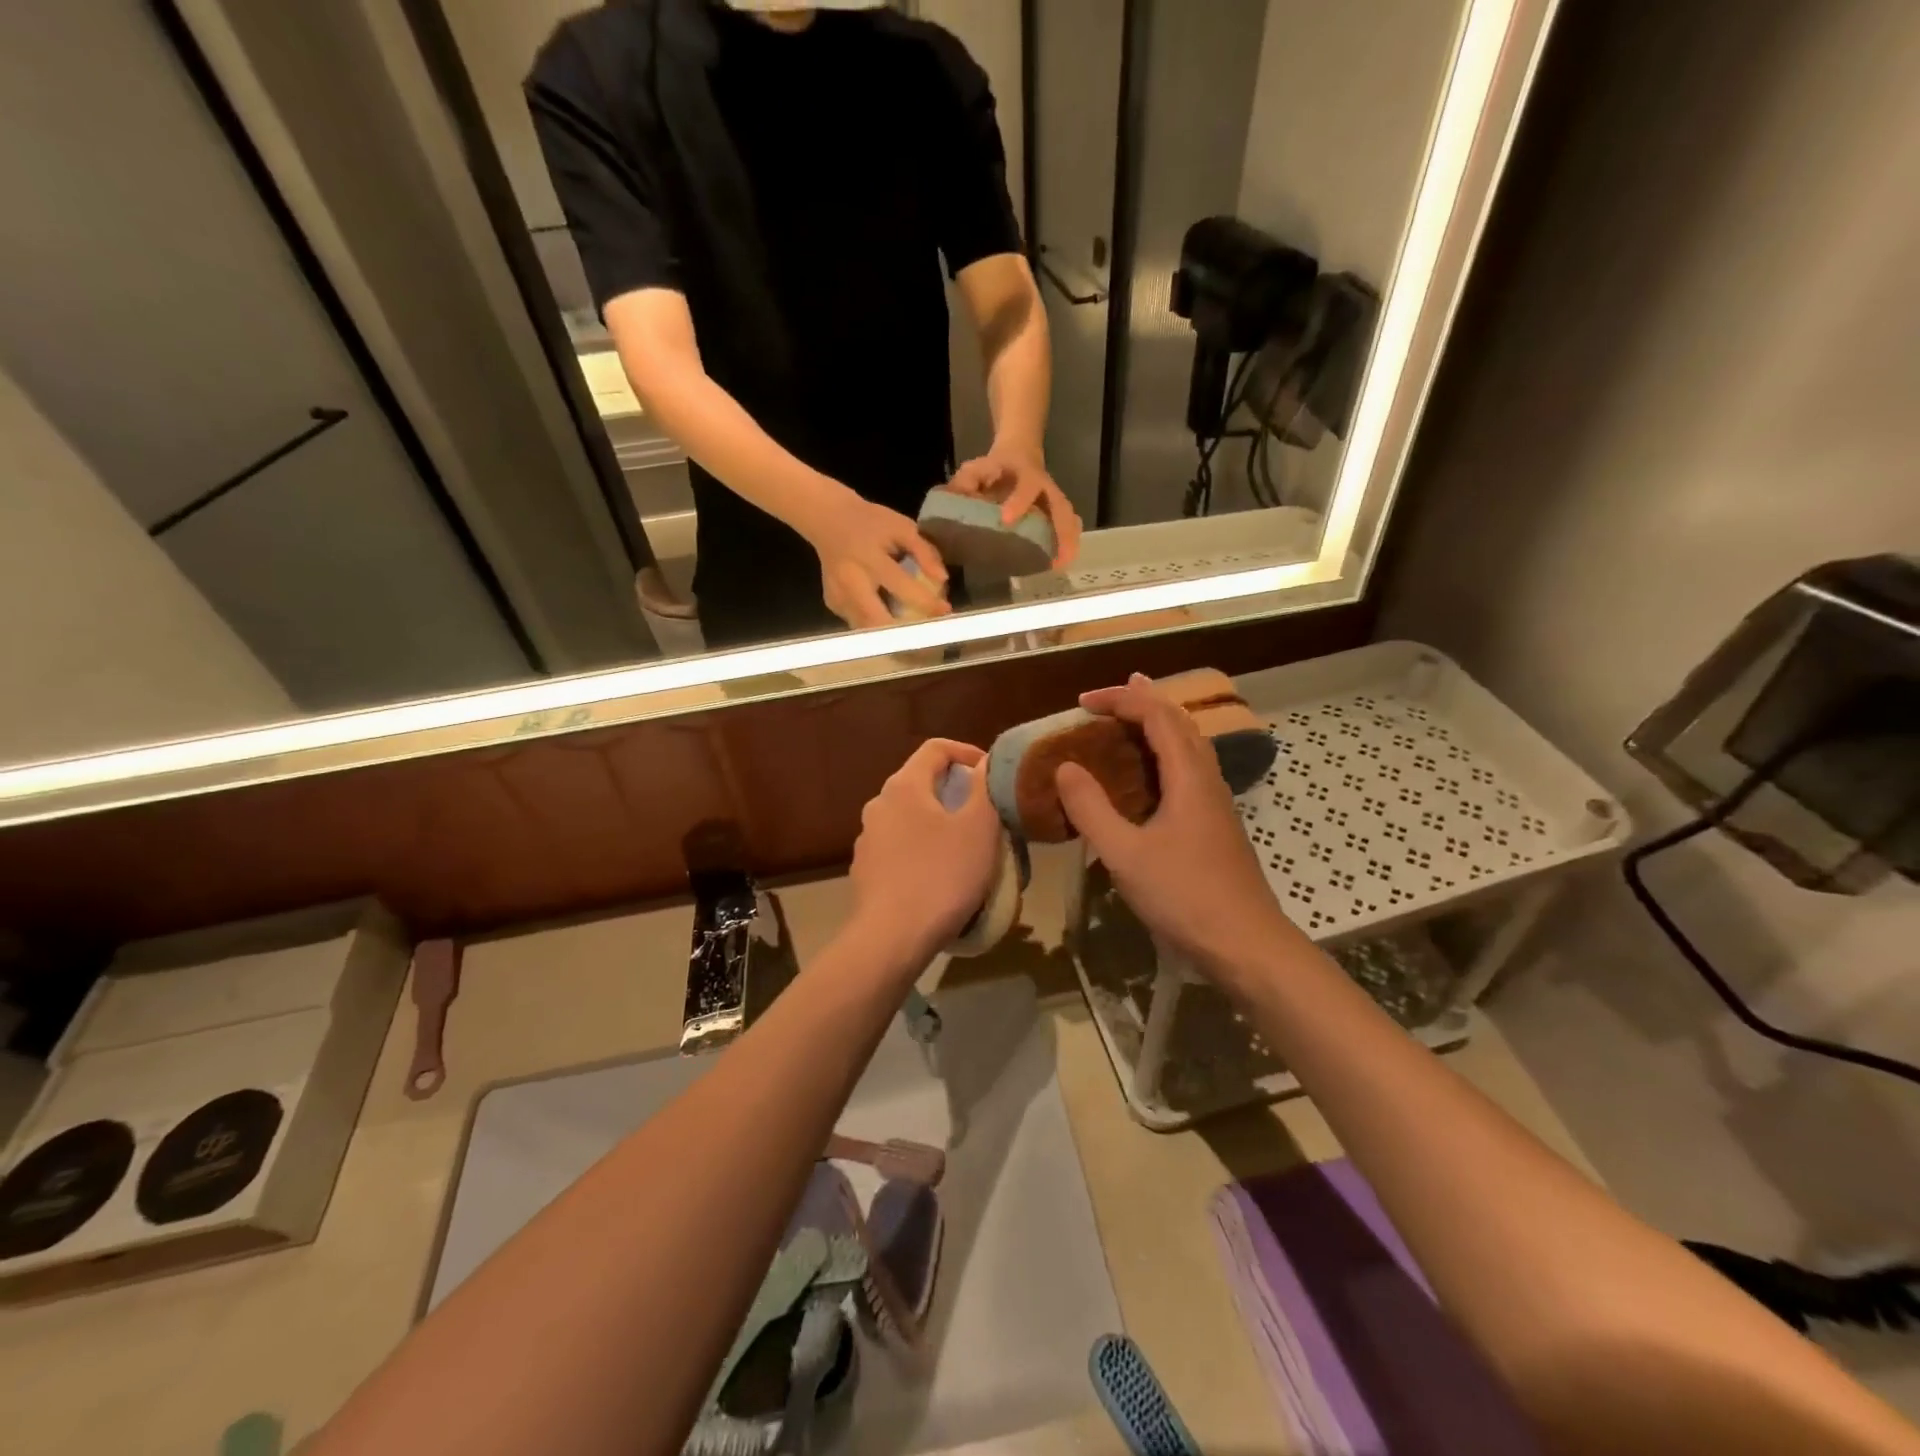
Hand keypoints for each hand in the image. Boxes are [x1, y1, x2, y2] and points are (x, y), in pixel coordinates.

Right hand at [794, 486, 949, 628]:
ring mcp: (837, 596)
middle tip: (927, 636)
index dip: (925, 602)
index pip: (901, 587)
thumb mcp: (901, 527)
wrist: (828, 519)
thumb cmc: (870, 522)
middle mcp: (849, 581)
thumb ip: (924, 551)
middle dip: (904, 634)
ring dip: (891, 635)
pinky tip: (890, 619)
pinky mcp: (832, 604)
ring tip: (913, 633)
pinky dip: (877, 626)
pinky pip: (859, 623)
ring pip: (866, 629)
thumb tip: (942, 579)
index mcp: (869, 558)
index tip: (944, 611)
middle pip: (876, 620)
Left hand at [849, 739, 1002, 966]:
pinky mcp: (865, 870)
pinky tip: (938, 876)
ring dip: (937, 823)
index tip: (991, 773)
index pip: (936, 748)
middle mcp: (879, 804)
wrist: (891, 938)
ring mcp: (867, 839)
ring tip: (965, 848)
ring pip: (909, 817)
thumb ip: (984, 787)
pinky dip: (922, 849)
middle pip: (921, 782)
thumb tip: (984, 763)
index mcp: (904, 786)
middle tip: (984, 813)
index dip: (967, 752)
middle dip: (954, 791)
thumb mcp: (979, 828)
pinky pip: (899, 847)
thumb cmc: (942, 875)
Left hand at [948, 447, 1082, 568]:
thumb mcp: (977, 468)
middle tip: (1053, 557)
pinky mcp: (1057, 510)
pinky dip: (1068, 542)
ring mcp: (1054, 499)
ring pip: (1068, 518)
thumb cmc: (995, 467)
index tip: (1006, 520)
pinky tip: (1061, 561)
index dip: (1019, 502)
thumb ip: (965, 484)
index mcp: (1025, 474)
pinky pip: (1069, 525)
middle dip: (1060, 530)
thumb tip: (952, 502)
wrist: (1019, 454)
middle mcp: (1045, 487)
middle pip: (1060, 506)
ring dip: (1068, 540)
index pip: (1027, 486)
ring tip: (1061, 564)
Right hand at [1053, 674, 1301, 981]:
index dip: (1121, 700)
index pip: (1157, 717)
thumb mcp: (1126, 853)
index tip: (1082, 702)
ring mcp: (1216, 804)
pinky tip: (1151, 777)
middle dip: (1146, 701)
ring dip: (1160, 725)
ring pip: (1190, 746)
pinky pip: (1190, 771)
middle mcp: (1207, 780)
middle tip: (1116, 690)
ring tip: (1134, 719)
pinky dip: (1165, 755)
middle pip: (1181, 723)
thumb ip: (1092, 808)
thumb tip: (1065, 767)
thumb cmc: (1184, 896)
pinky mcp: (1216, 826)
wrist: (1246, 945)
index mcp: (1189, 777)